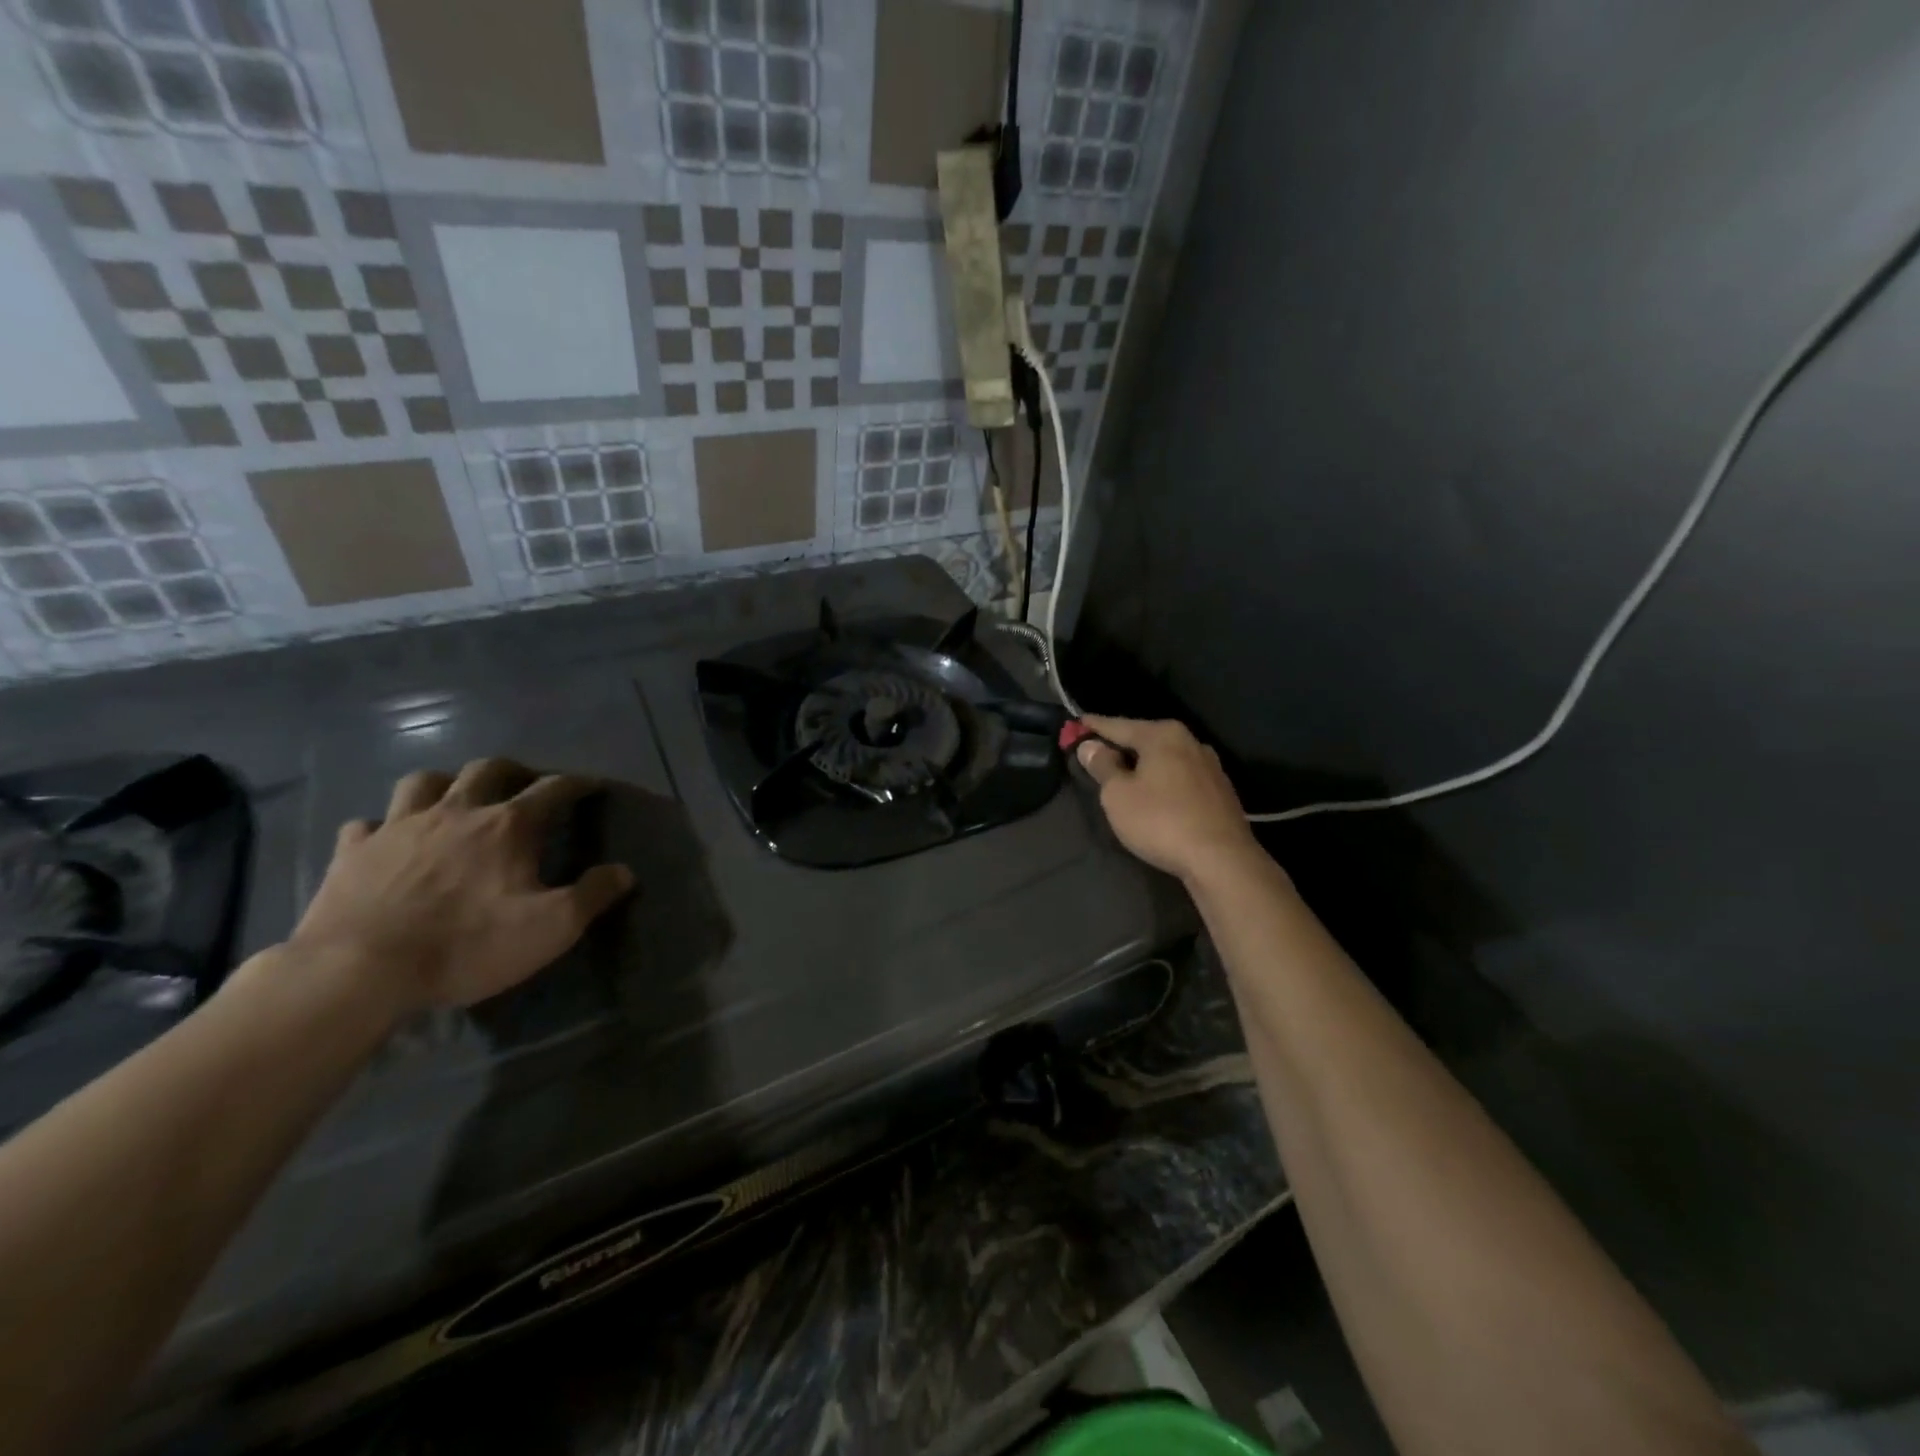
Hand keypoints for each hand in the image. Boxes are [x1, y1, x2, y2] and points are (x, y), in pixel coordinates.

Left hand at [289, 759, 634, 1017]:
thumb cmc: (467, 944)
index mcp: (507, 826)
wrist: (359, 971)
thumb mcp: (552, 927)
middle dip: (512, 770)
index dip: (576, 784)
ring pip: (423, 782)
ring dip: (445, 783)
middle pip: (487, 770)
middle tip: (524, 784)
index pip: (552, 789)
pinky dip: (383, 825)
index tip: (591, 786)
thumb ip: (592, 895)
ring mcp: (398, 827)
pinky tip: (388, 839)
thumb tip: (624, 872)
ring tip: (455, 799)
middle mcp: (455, 812)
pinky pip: (367, 823)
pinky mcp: (353, 852)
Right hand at [1074, 716, 1260, 883]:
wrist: (1222, 860)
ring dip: (1144, 765)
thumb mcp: (1118, 795)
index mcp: (1163, 735)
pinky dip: (1163, 780)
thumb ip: (1102, 766)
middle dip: (1121, 745)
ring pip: (1165, 758)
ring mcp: (1210, 766)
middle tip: (1097, 750)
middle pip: (1145, 738)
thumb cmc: (1161, 821)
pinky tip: (1155, 794)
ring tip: (1124, 774)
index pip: (1118, 725)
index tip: (1077, 723)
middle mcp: (1190, 742)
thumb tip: (1090, 746)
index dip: (1094, 726)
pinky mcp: (1221, 791)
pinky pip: (1181, 777)